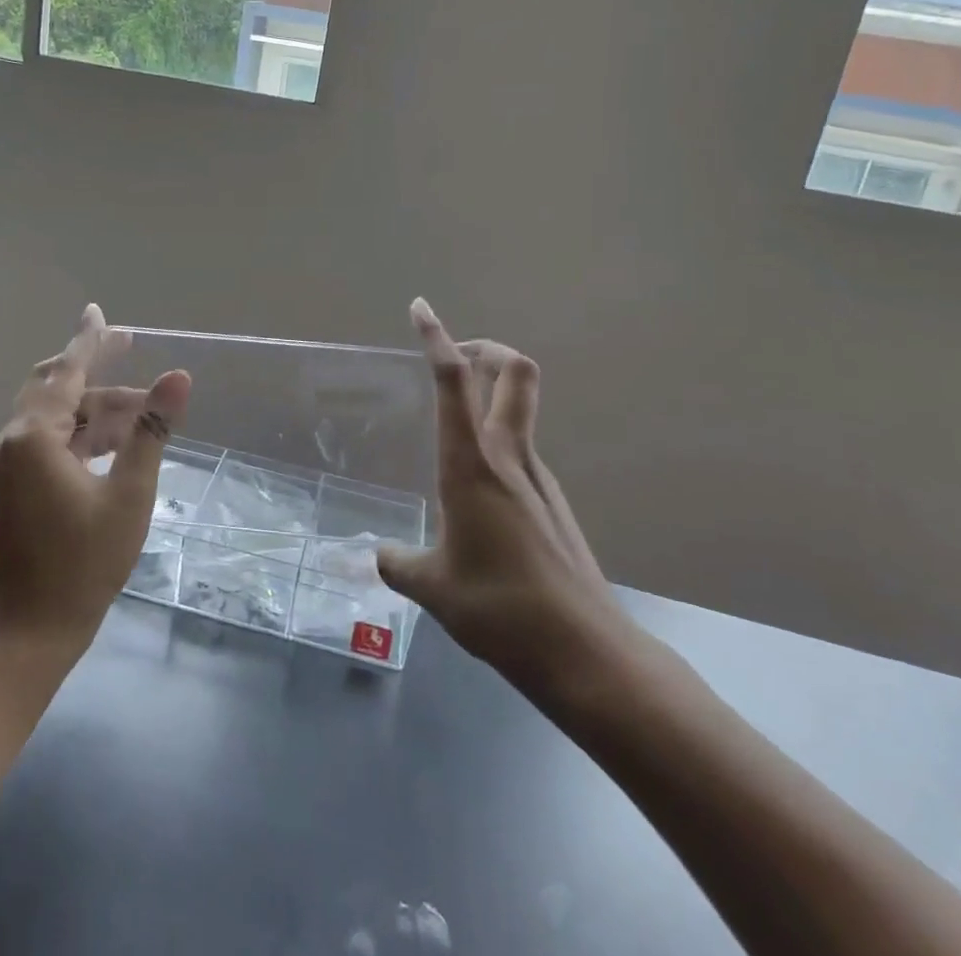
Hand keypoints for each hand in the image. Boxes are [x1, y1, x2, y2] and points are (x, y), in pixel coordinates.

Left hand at [0, 304, 191, 662]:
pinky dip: (80, 430)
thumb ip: (151, 430)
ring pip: (53, 413)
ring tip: (142, 410)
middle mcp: (13, 440)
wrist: (29, 632)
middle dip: (92, 366)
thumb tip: (178, 377)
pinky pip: (47, 438)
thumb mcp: (130, 493)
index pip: (67, 370)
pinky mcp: (13, 484)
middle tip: (129, 347)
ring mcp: (9, 464)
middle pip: (53, 384)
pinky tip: (113, 440)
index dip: (89, 338)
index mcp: (35, 436)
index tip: (99, 310)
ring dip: (94, 405)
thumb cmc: (85, 563)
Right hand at [377, 299, 643, 701]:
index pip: (453, 383)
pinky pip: (523, 449)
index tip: (421, 309)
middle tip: (453, 358)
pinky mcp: (553, 501)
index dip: (436, 339)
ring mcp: (539, 477)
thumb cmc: (500, 610)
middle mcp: (509, 457)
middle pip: (513, 371)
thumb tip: (375, 556)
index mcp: (472, 465)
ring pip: (521, 407)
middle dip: (484, 347)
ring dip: (492, 393)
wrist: (586, 652)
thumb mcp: (433, 587)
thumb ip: (398, 564)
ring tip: (452, 427)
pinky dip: (499, 440)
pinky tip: (478, 490)